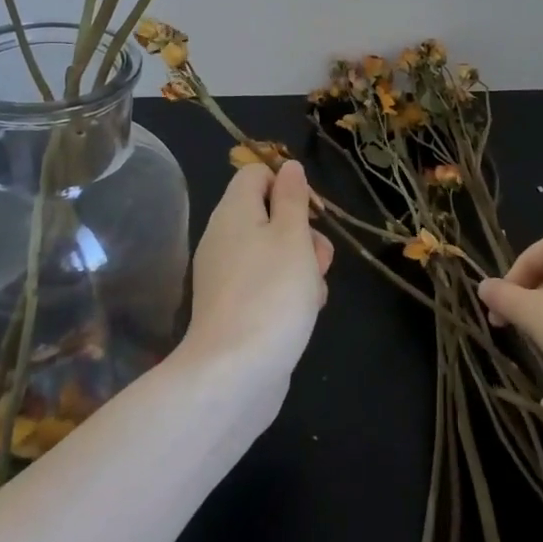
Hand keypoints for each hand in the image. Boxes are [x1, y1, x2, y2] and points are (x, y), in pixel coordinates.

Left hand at [183, 161, 333, 379]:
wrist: (236, 374)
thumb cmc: (272, 293)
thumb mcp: (292, 236)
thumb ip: (292, 198)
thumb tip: (288, 167)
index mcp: (233, 213)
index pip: (256, 174)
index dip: (287, 184)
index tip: (310, 211)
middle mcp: (225, 239)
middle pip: (271, 216)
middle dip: (304, 234)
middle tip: (318, 258)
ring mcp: (228, 276)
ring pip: (277, 254)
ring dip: (304, 267)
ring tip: (313, 293)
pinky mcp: (236, 309)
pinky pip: (269, 285)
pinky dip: (289, 293)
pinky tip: (305, 314)